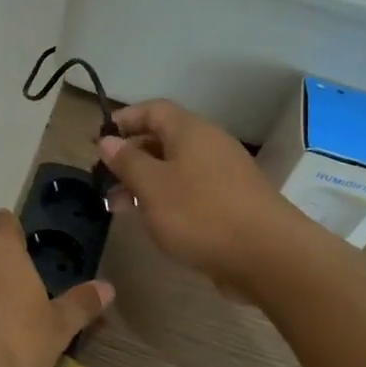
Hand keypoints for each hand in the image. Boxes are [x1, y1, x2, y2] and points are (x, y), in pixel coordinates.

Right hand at [97, 100, 300, 288]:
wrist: (269, 256)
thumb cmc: (200, 214)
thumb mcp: (152, 187)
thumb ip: (127, 161)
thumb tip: (108, 140)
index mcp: (190, 131)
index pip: (152, 110)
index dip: (123, 119)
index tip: (97, 140)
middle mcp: (210, 145)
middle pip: (163, 139)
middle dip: (130, 156)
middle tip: (103, 179)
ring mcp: (224, 174)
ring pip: (175, 168)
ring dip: (145, 182)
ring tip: (119, 206)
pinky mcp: (233, 202)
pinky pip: (191, 190)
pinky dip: (167, 199)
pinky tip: (153, 222)